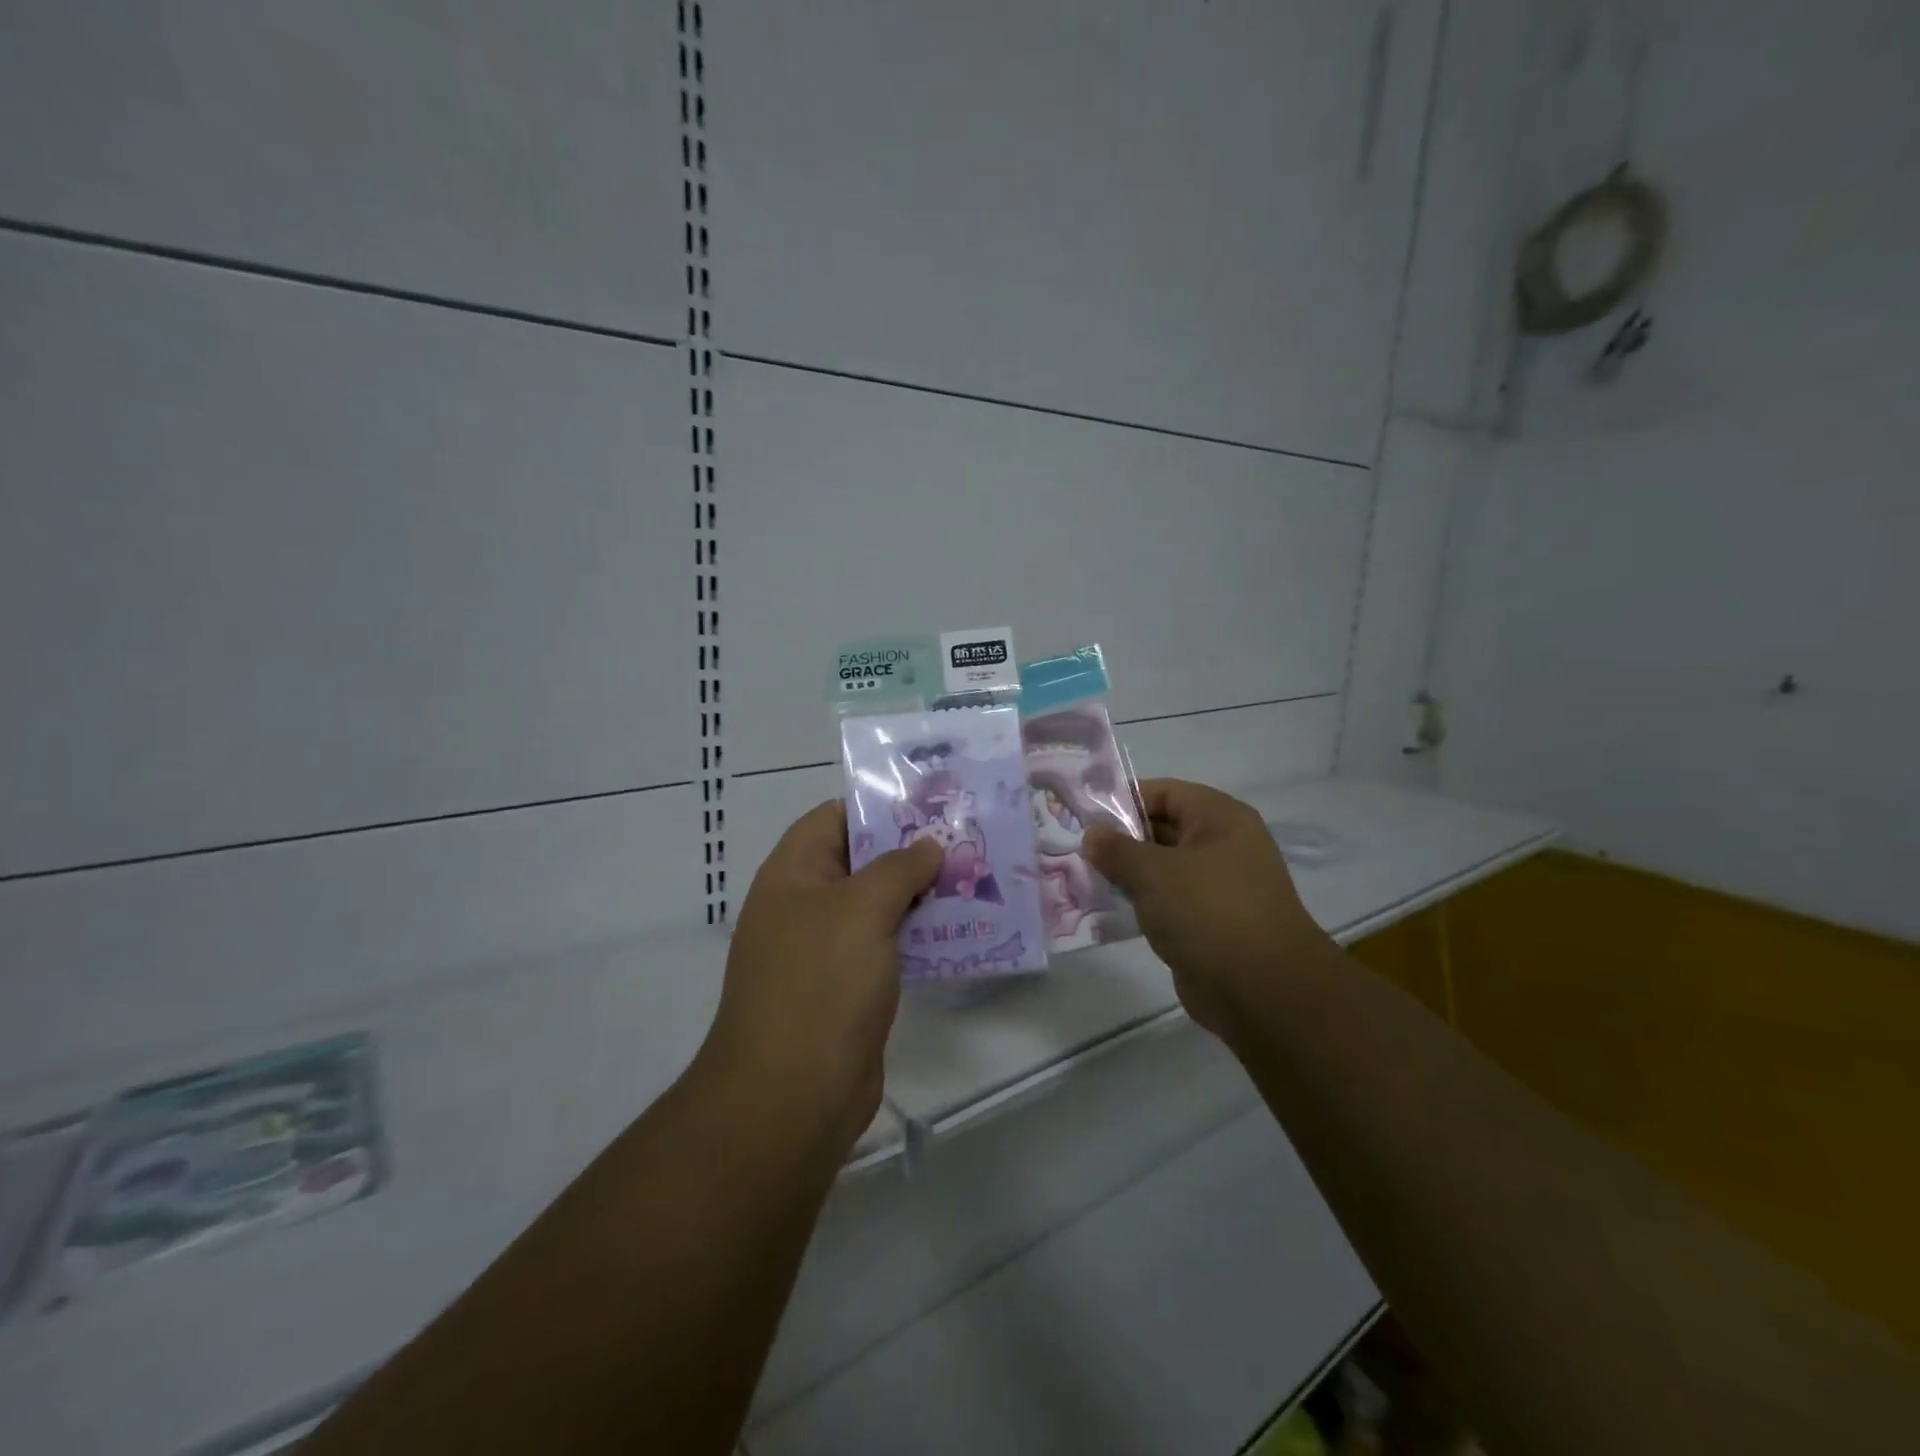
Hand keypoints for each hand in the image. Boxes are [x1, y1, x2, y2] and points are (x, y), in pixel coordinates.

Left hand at [703, 802, 940, 1150]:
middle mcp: (805, 907)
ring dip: (922, 895)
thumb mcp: (861, 909)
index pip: (834, 818)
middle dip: (912, 851)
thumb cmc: (821, 984)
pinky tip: (962, 931)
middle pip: (861, 862)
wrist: (792, 1097)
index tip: (932, 804)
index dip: (879, 806)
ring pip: (879, 907)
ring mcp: (826, 951)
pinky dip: (920, 936)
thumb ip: (898, 867)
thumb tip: (927, 846)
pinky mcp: (849, 989)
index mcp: (793, 875)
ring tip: (976, 879)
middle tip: (967, 840)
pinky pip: (888, 948)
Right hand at [1085, 779, 1330, 1038]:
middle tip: (1075, 850)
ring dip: (1126, 875)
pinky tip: (1106, 910)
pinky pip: (1167, 901)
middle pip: (1161, 828)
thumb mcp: (1153, 872)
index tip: (1083, 817)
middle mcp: (1222, 845)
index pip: (1163, 792)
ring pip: (1162, 868)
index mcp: (1219, 818)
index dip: (1122, 800)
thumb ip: (1116, 849)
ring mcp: (1218, 886)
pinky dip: (1140, 904)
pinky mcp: (1209, 922)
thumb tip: (1092, 834)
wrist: (1263, 991)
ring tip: (1083, 879)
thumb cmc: (1209, 912)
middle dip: (1119, 840)